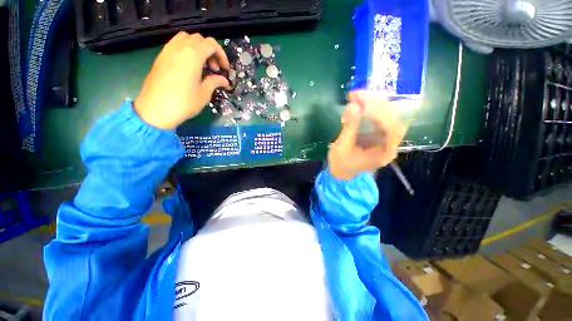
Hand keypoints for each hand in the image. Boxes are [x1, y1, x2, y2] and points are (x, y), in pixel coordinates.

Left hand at [135, 32, 230, 129]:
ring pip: (186, 38)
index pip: (211, 44)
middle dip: (211, 51)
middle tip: (215, 68)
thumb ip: (215, 82)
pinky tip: (189, 66)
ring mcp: (168, 50)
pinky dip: (187, 50)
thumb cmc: (184, 102)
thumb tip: (225, 81)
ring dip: (198, 48)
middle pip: (199, 39)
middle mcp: (179, 47)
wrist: (155, 109)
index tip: (224, 69)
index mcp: (193, 55)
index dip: (221, 55)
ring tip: (202, 65)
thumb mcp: (204, 93)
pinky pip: (176, 45)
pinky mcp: (161, 57)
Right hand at [328, 91, 406, 180]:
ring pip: (389, 116)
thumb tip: (354, 105)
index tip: (362, 102)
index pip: (391, 129)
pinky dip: (373, 108)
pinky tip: (363, 103)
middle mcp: (390, 145)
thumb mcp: (342, 146)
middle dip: (376, 104)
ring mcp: (386, 139)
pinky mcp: (380, 135)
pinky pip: (381, 117)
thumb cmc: (341, 164)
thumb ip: (349, 127)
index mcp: (384, 153)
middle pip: (393, 119)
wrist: (342, 173)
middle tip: (358, 94)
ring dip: (375, 103)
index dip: (380, 113)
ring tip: (359, 96)